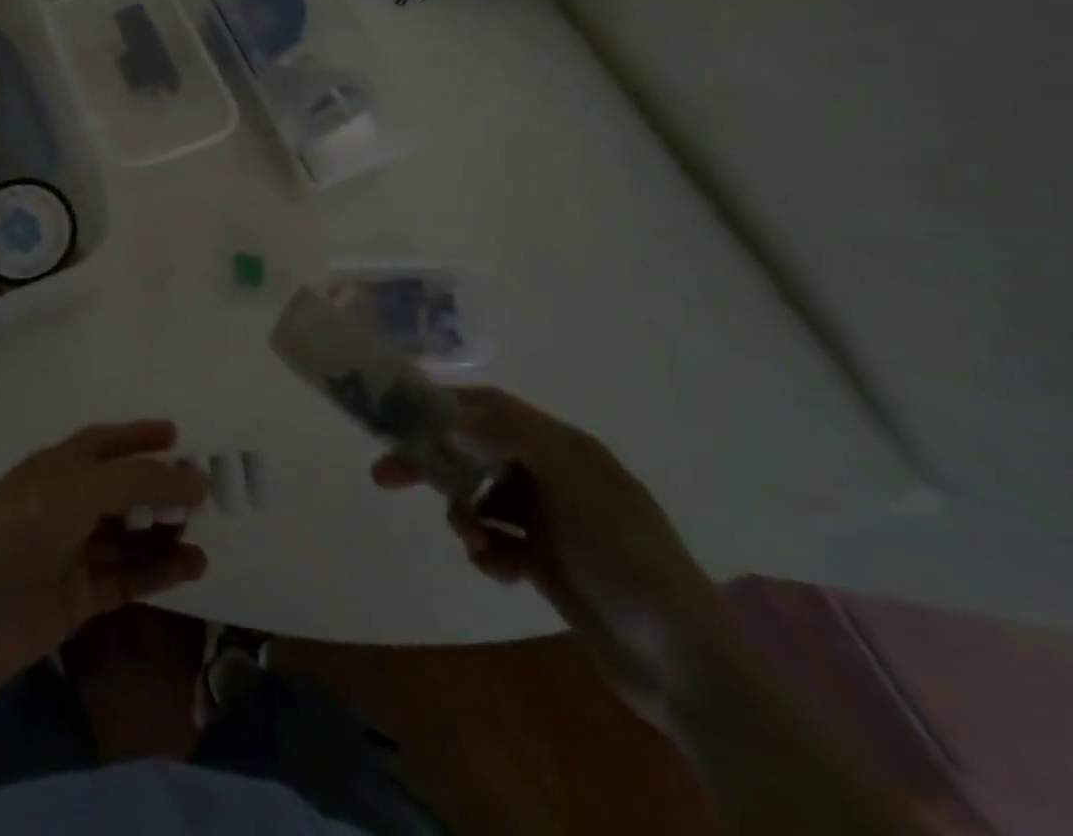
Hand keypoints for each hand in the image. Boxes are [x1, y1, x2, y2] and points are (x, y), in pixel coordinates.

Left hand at [0, 421, 211, 698]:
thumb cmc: (22, 529)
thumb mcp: (82, 488)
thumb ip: (141, 480)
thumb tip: (197, 478)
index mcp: (58, 467)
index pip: (105, 443)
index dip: (139, 436)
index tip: (178, 436)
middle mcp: (66, 504)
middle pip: (122, 490)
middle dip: (160, 489)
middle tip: (202, 494)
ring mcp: (72, 552)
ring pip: (129, 538)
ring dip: (164, 534)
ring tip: (202, 536)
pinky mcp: (78, 598)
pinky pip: (127, 579)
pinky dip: (158, 572)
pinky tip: (192, 567)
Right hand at [373, 388, 741, 728]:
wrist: (687, 667)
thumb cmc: (628, 560)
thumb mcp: (576, 485)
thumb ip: (515, 437)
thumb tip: (452, 409)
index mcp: (564, 447)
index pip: (490, 408)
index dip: (442, 406)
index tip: (395, 418)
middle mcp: (554, 474)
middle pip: (476, 451)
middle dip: (434, 462)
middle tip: (385, 475)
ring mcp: (551, 519)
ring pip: (482, 498)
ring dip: (465, 515)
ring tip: (473, 543)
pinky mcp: (547, 561)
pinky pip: (498, 540)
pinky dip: (489, 551)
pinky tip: (500, 571)